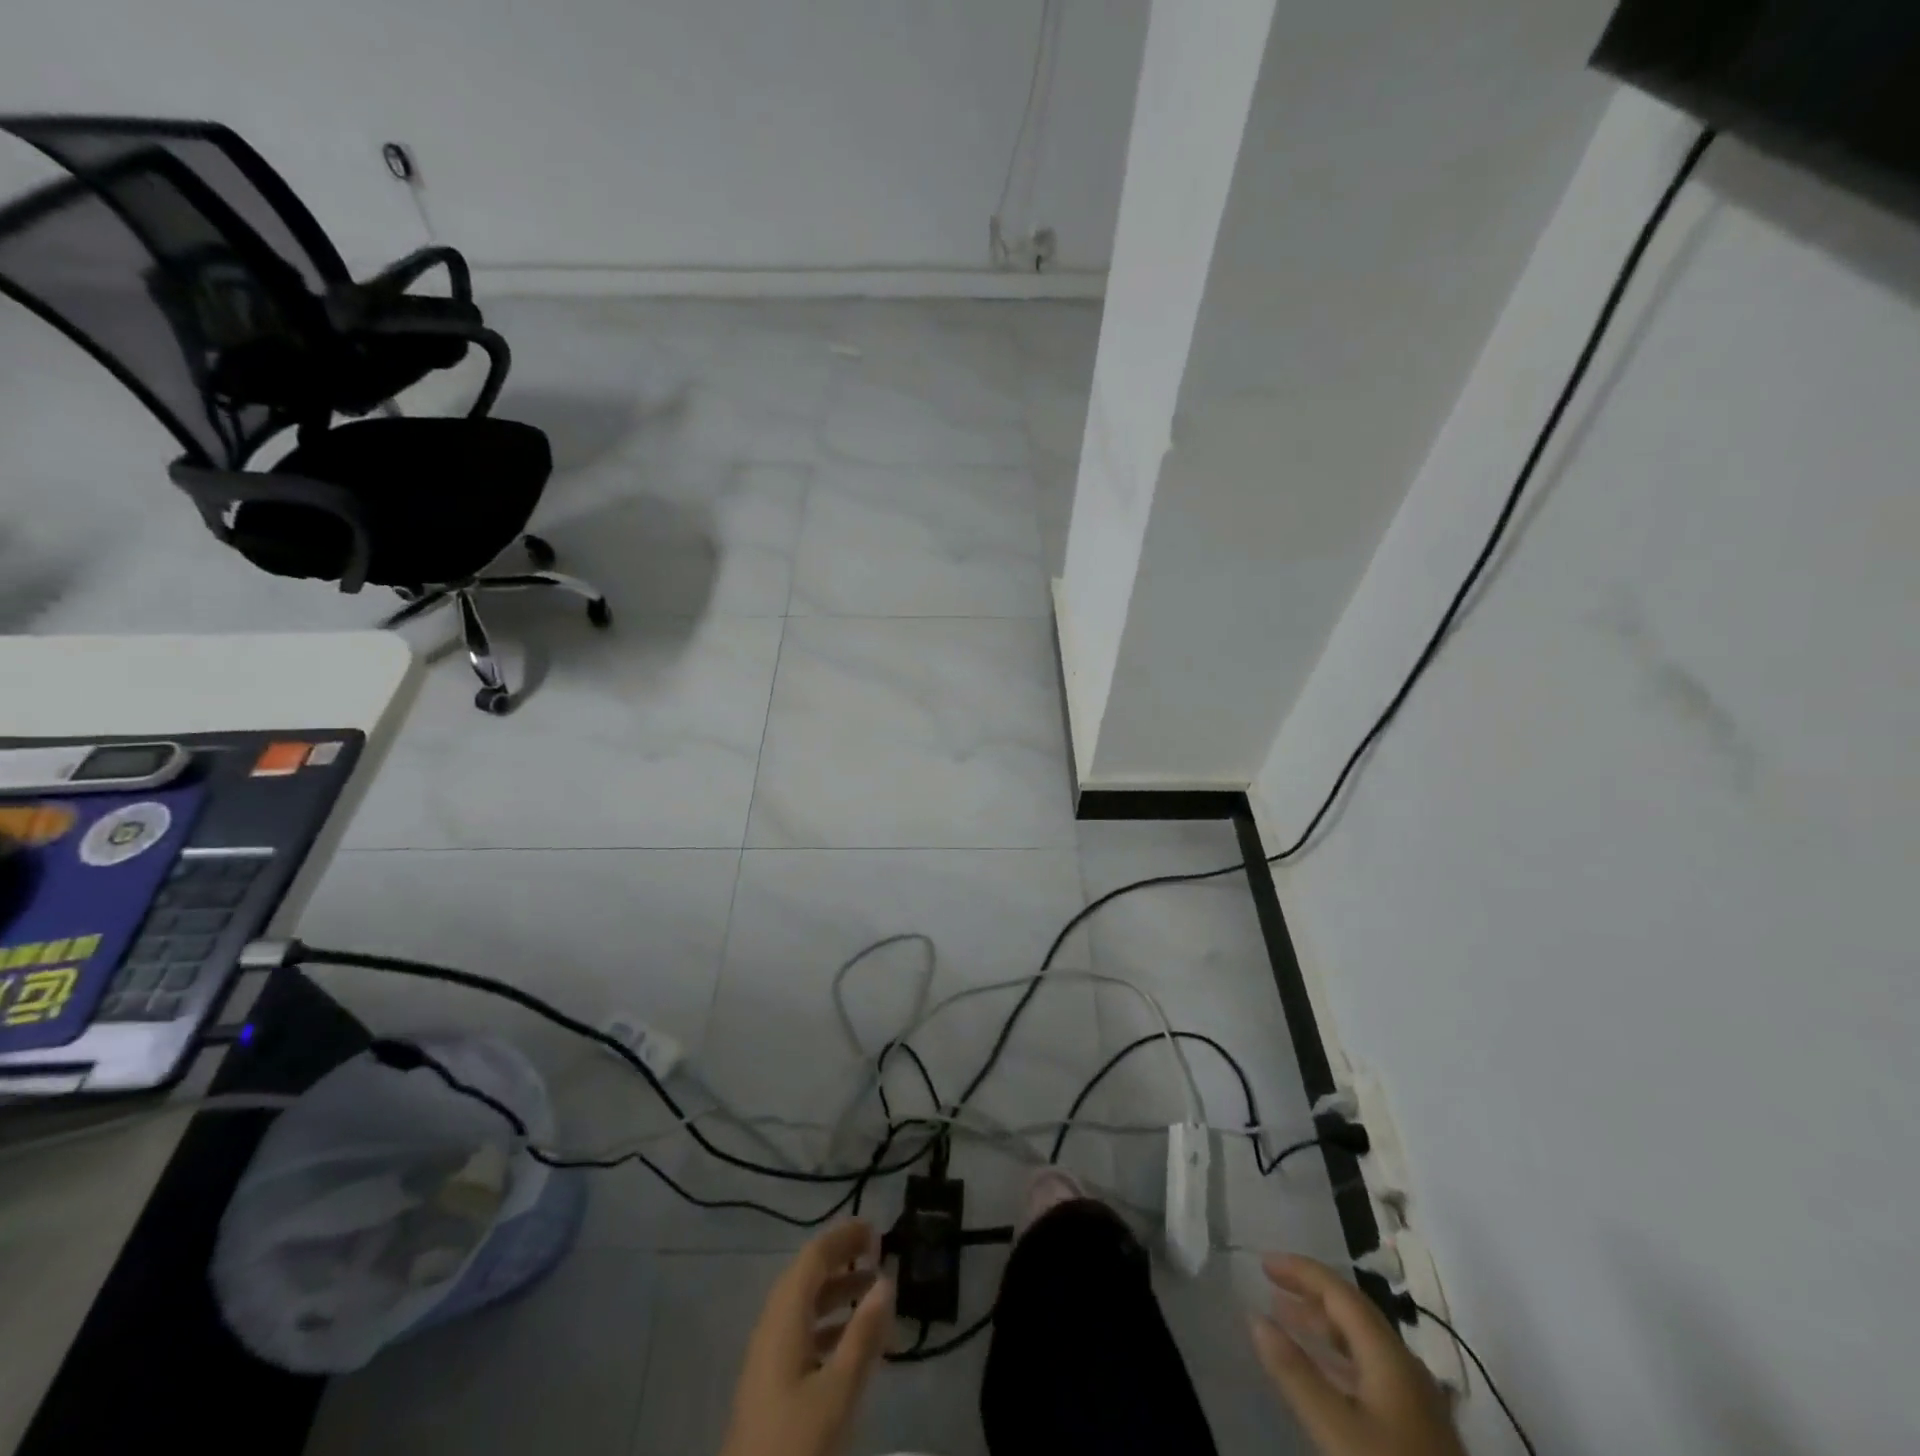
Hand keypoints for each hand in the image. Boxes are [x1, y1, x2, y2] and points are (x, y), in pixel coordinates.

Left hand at [719, 1220, 895, 1455]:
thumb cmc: (795, 1447)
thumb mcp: (837, 1393)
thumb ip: (862, 1335)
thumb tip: (885, 1281)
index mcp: (783, 1319)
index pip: (813, 1258)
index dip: (843, 1237)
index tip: (876, 1228)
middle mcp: (771, 1328)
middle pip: (806, 1277)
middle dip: (841, 1259)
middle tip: (878, 1252)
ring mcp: (766, 1359)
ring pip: (803, 1306)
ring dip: (836, 1291)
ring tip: (873, 1291)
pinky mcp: (768, 1387)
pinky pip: (800, 1333)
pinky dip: (828, 1323)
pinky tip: (851, 1341)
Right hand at [1250, 1254, 1465, 1455]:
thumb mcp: (1336, 1427)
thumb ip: (1295, 1372)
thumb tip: (1255, 1317)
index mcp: (1390, 1354)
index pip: (1340, 1292)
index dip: (1300, 1271)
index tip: (1263, 1262)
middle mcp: (1407, 1365)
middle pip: (1353, 1312)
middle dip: (1309, 1294)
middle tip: (1270, 1287)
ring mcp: (1417, 1399)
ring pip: (1363, 1343)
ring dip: (1322, 1326)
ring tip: (1286, 1321)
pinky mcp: (1418, 1428)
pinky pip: (1370, 1371)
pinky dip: (1338, 1358)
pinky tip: (1323, 1372)